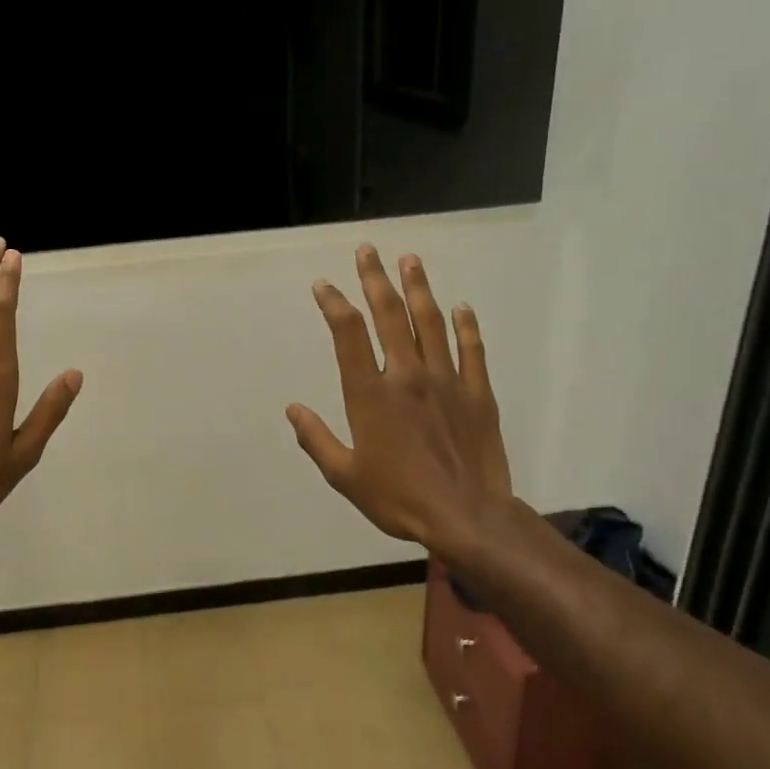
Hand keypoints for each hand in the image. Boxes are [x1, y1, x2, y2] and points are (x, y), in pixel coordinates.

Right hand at [287, 245, 512, 553]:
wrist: (466, 517)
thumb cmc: (398, 498)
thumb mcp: (344, 476)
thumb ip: (316, 439)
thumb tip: (292, 410)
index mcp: (370, 395)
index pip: (348, 335)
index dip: (334, 304)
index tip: (324, 285)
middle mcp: (406, 376)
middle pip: (390, 316)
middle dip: (375, 280)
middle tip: (368, 251)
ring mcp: (446, 381)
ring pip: (431, 323)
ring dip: (419, 288)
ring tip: (410, 260)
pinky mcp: (477, 393)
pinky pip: (471, 350)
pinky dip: (466, 326)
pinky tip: (461, 307)